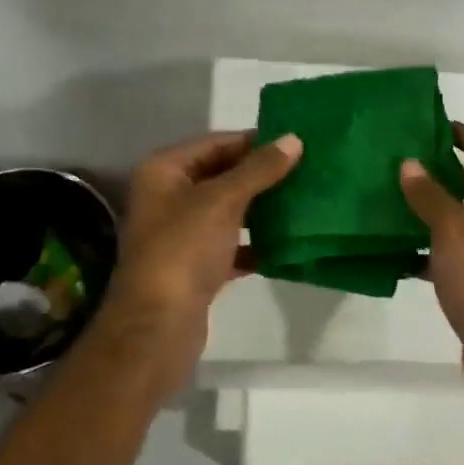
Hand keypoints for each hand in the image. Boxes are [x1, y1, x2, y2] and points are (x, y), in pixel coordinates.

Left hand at [106, 131, 302, 351]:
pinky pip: (229, 245)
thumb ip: (259, 169)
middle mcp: (167, 197)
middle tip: (305, 171)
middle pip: (221, 175)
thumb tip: (293, 140)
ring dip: (259, 209)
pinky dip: (253, 244)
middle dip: (260, 175)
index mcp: (164, 171)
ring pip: (227, 211)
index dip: (253, 142)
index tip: (294, 143)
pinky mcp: (194, 266)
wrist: (159, 324)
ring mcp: (180, 234)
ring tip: (301, 202)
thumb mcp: (223, 200)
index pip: (215, 143)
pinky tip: (284, 244)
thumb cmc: (184, 249)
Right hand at [399, 122, 463, 419]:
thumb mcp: (454, 228)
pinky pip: (450, 255)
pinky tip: (395, 251)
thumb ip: (430, 195)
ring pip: (460, 221)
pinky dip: (427, 250)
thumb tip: (410, 163)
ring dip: (430, 210)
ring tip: (389, 200)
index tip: (434, 127)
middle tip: (402, 163)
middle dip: (443, 172)